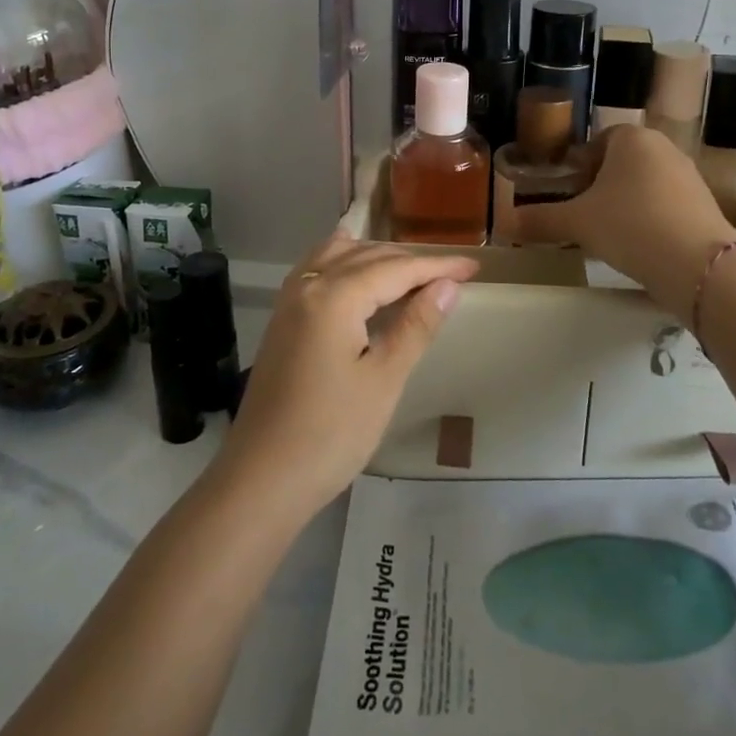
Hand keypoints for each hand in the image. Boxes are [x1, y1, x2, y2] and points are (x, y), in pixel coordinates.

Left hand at [216, 233, 477, 517]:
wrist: (261, 479)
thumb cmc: (331, 434)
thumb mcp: (384, 380)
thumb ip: (416, 326)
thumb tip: (448, 286)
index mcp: (334, 297)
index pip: (396, 269)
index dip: (437, 267)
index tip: (474, 267)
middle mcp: (309, 285)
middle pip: (367, 257)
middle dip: (410, 261)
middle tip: (452, 274)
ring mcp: (290, 301)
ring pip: (339, 257)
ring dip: (377, 257)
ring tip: (413, 271)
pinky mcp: (282, 319)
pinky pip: (318, 270)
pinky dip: (345, 262)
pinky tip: (357, 271)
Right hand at [515, 124, 735, 322]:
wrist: (698, 265)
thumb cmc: (630, 226)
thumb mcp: (576, 223)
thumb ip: (539, 220)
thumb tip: (501, 224)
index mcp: (632, 138)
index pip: (597, 143)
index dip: (579, 167)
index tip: (568, 194)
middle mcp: (664, 148)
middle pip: (621, 164)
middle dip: (600, 187)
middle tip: (582, 216)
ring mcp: (689, 176)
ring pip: (644, 185)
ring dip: (625, 205)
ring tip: (608, 236)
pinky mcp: (705, 205)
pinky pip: (666, 205)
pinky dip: (649, 220)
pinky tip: (638, 247)